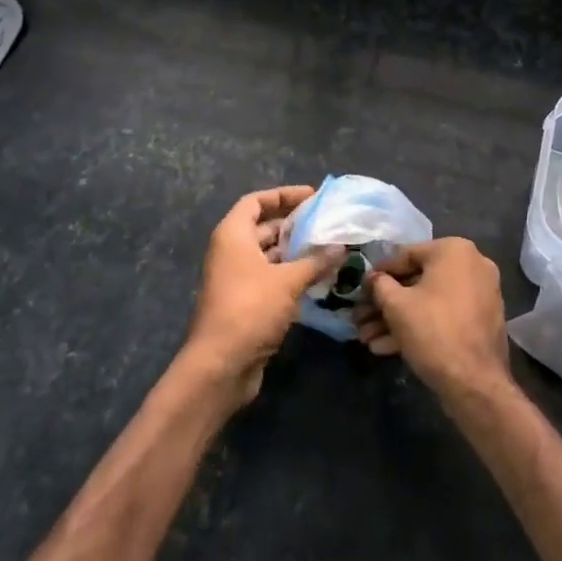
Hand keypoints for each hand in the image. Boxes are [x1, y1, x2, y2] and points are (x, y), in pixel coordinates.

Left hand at [183, 186, 340, 405]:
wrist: (220, 366)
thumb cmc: (250, 309)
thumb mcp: (288, 281)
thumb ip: (315, 261)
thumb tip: (341, 247)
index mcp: (233, 235)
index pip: (256, 201)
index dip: (283, 195)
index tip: (312, 197)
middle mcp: (231, 252)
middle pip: (263, 227)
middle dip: (294, 224)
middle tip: (326, 223)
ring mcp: (235, 279)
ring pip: (268, 255)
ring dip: (295, 252)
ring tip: (327, 249)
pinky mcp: (243, 303)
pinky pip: (269, 278)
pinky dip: (290, 275)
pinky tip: (317, 279)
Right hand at [353, 238, 510, 400]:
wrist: (476, 385)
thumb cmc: (433, 332)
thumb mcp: (396, 305)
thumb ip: (379, 285)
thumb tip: (372, 278)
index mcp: (454, 250)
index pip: (406, 255)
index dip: (379, 274)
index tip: (360, 289)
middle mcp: (472, 265)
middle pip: (417, 281)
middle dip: (386, 303)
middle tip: (361, 319)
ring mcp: (480, 294)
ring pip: (429, 301)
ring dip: (397, 319)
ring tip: (368, 339)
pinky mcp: (480, 321)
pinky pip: (444, 316)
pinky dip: (419, 326)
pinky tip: (387, 347)